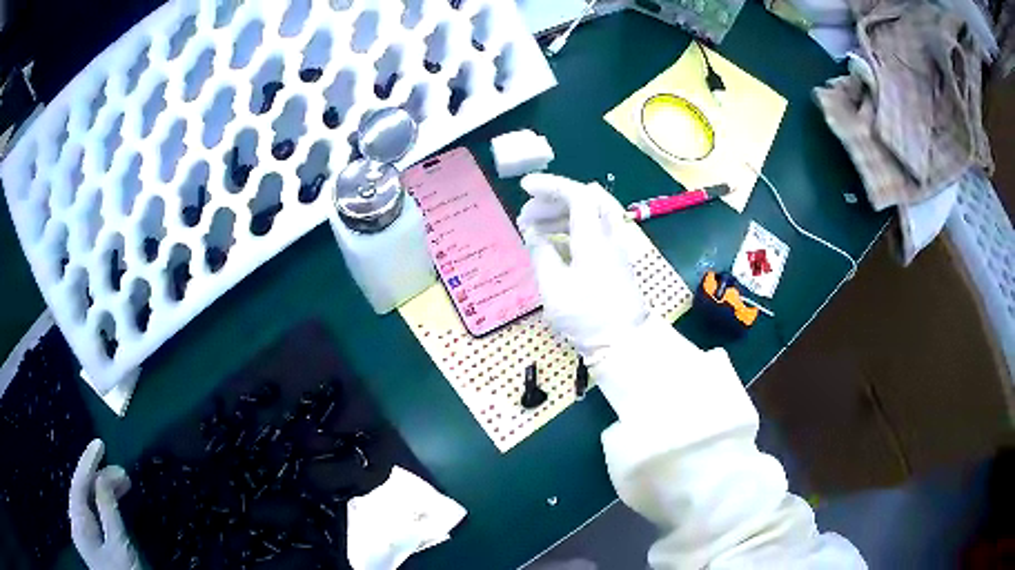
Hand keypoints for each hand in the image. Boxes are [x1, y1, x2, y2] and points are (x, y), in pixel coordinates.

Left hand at [69, 439, 138, 569]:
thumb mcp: (120, 546)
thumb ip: (109, 510)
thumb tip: (104, 475)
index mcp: (78, 525)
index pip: (78, 485)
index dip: (88, 463)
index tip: (101, 444)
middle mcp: (79, 528)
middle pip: (84, 495)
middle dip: (100, 479)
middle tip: (123, 472)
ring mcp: (89, 542)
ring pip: (91, 508)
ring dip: (105, 494)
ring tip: (124, 485)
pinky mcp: (100, 552)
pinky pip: (98, 521)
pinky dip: (106, 509)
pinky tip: (116, 506)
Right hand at [518, 174, 648, 361]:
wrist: (625, 342)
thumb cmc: (588, 317)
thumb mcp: (554, 288)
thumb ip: (541, 254)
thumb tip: (532, 233)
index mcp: (593, 237)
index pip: (576, 194)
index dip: (550, 185)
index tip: (524, 187)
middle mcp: (608, 235)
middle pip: (584, 200)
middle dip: (551, 200)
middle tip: (526, 214)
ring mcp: (614, 247)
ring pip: (588, 215)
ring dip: (560, 215)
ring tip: (533, 229)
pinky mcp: (615, 260)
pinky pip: (592, 231)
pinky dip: (570, 229)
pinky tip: (552, 244)